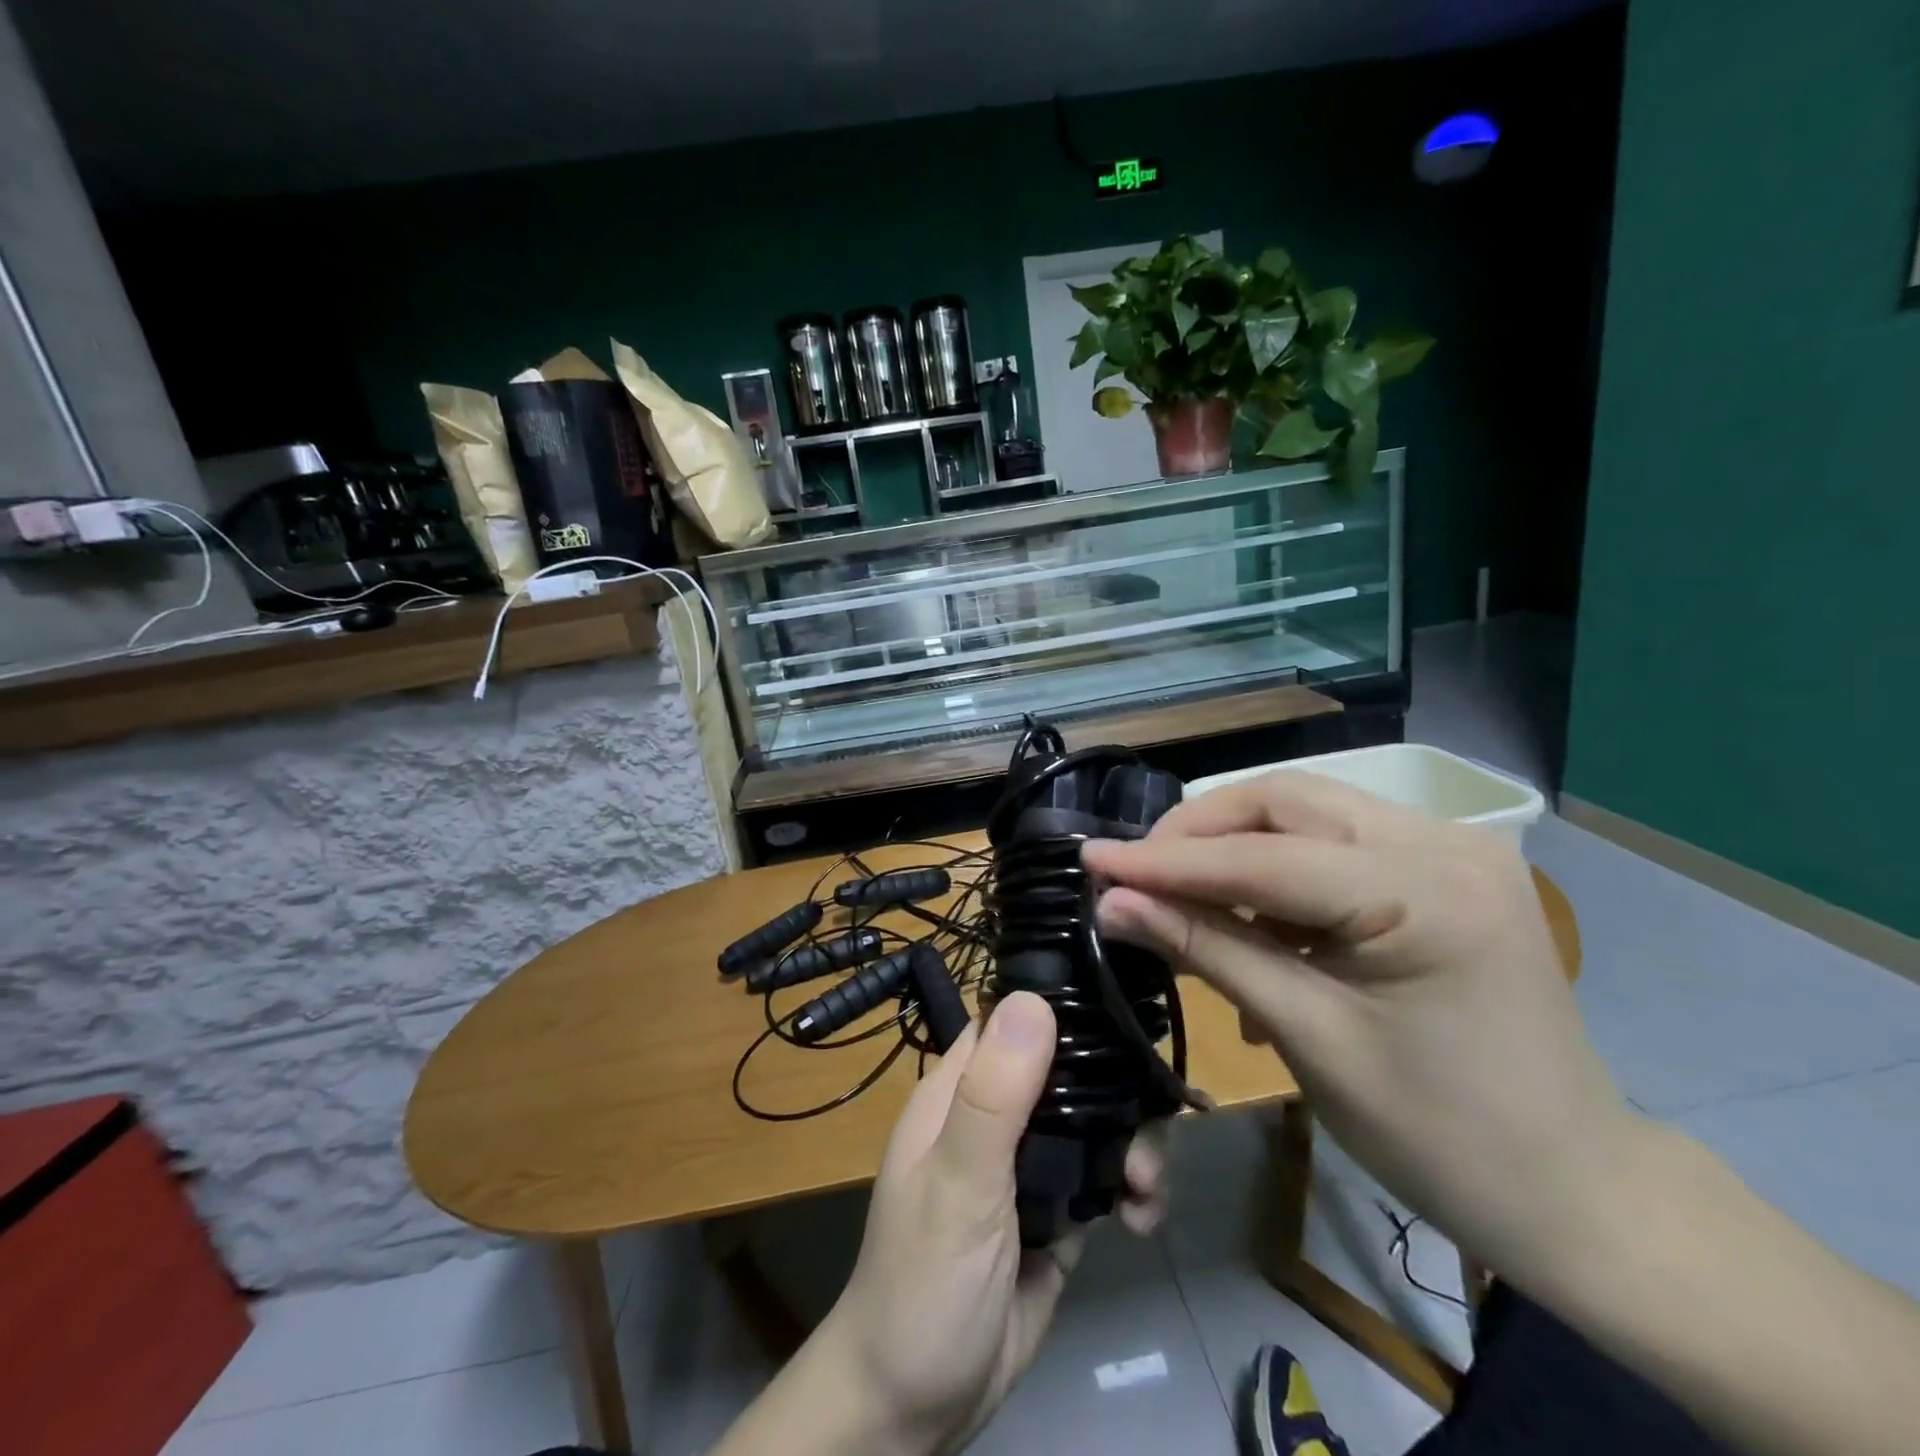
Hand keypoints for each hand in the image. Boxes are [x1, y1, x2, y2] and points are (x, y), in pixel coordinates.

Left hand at [715, 991, 1165, 1455]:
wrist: (917, 1410)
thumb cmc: (924, 1283)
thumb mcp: (957, 1185)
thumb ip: (992, 1096)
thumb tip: (1032, 998)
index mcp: (960, 1090)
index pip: (1013, 1019)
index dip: (1063, 1008)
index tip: (1121, 1012)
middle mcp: (997, 1114)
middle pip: (1069, 1070)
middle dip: (1116, 1093)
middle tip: (1145, 1136)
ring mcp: (1029, 1163)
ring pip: (1094, 1121)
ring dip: (1133, 1145)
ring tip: (1145, 1188)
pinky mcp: (1058, 1210)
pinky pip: (1104, 1176)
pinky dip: (1131, 1189)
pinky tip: (1141, 1219)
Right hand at [1082, 771, 1634, 1271]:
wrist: (1573, 1188)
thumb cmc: (1439, 1134)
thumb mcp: (1306, 1035)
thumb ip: (1206, 949)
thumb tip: (1112, 903)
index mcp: (1425, 892)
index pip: (1262, 856)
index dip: (1165, 859)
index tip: (1091, 858)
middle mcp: (1444, 842)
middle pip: (1286, 801)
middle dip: (1199, 833)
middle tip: (1135, 872)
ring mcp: (1451, 848)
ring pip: (1307, 812)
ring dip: (1234, 847)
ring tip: (1180, 896)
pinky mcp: (1444, 867)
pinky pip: (1335, 844)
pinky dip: (1277, 871)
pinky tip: (1248, 920)